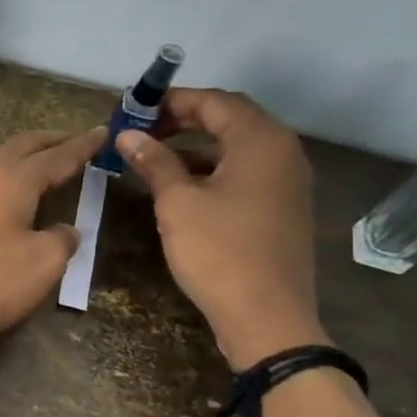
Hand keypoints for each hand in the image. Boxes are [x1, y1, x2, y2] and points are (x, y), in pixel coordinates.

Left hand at [0, 127, 107, 352]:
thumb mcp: (42, 268)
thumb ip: (61, 241)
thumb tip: (64, 230)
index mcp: (10, 182)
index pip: (55, 157)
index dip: (81, 146)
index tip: (100, 133)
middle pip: (15, 146)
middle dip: (45, 141)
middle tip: (65, 141)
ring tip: (5, 162)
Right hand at [115, 89, 324, 369]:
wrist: (266, 315)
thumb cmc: (218, 252)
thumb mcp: (177, 203)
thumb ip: (155, 162)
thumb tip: (129, 135)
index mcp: (261, 140)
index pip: (215, 101)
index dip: (172, 101)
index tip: (135, 110)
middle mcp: (282, 151)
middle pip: (230, 119)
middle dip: (184, 119)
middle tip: (142, 130)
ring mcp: (287, 180)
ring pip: (237, 146)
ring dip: (196, 144)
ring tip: (154, 155)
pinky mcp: (282, 206)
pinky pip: (245, 171)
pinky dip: (212, 167)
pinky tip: (182, 185)